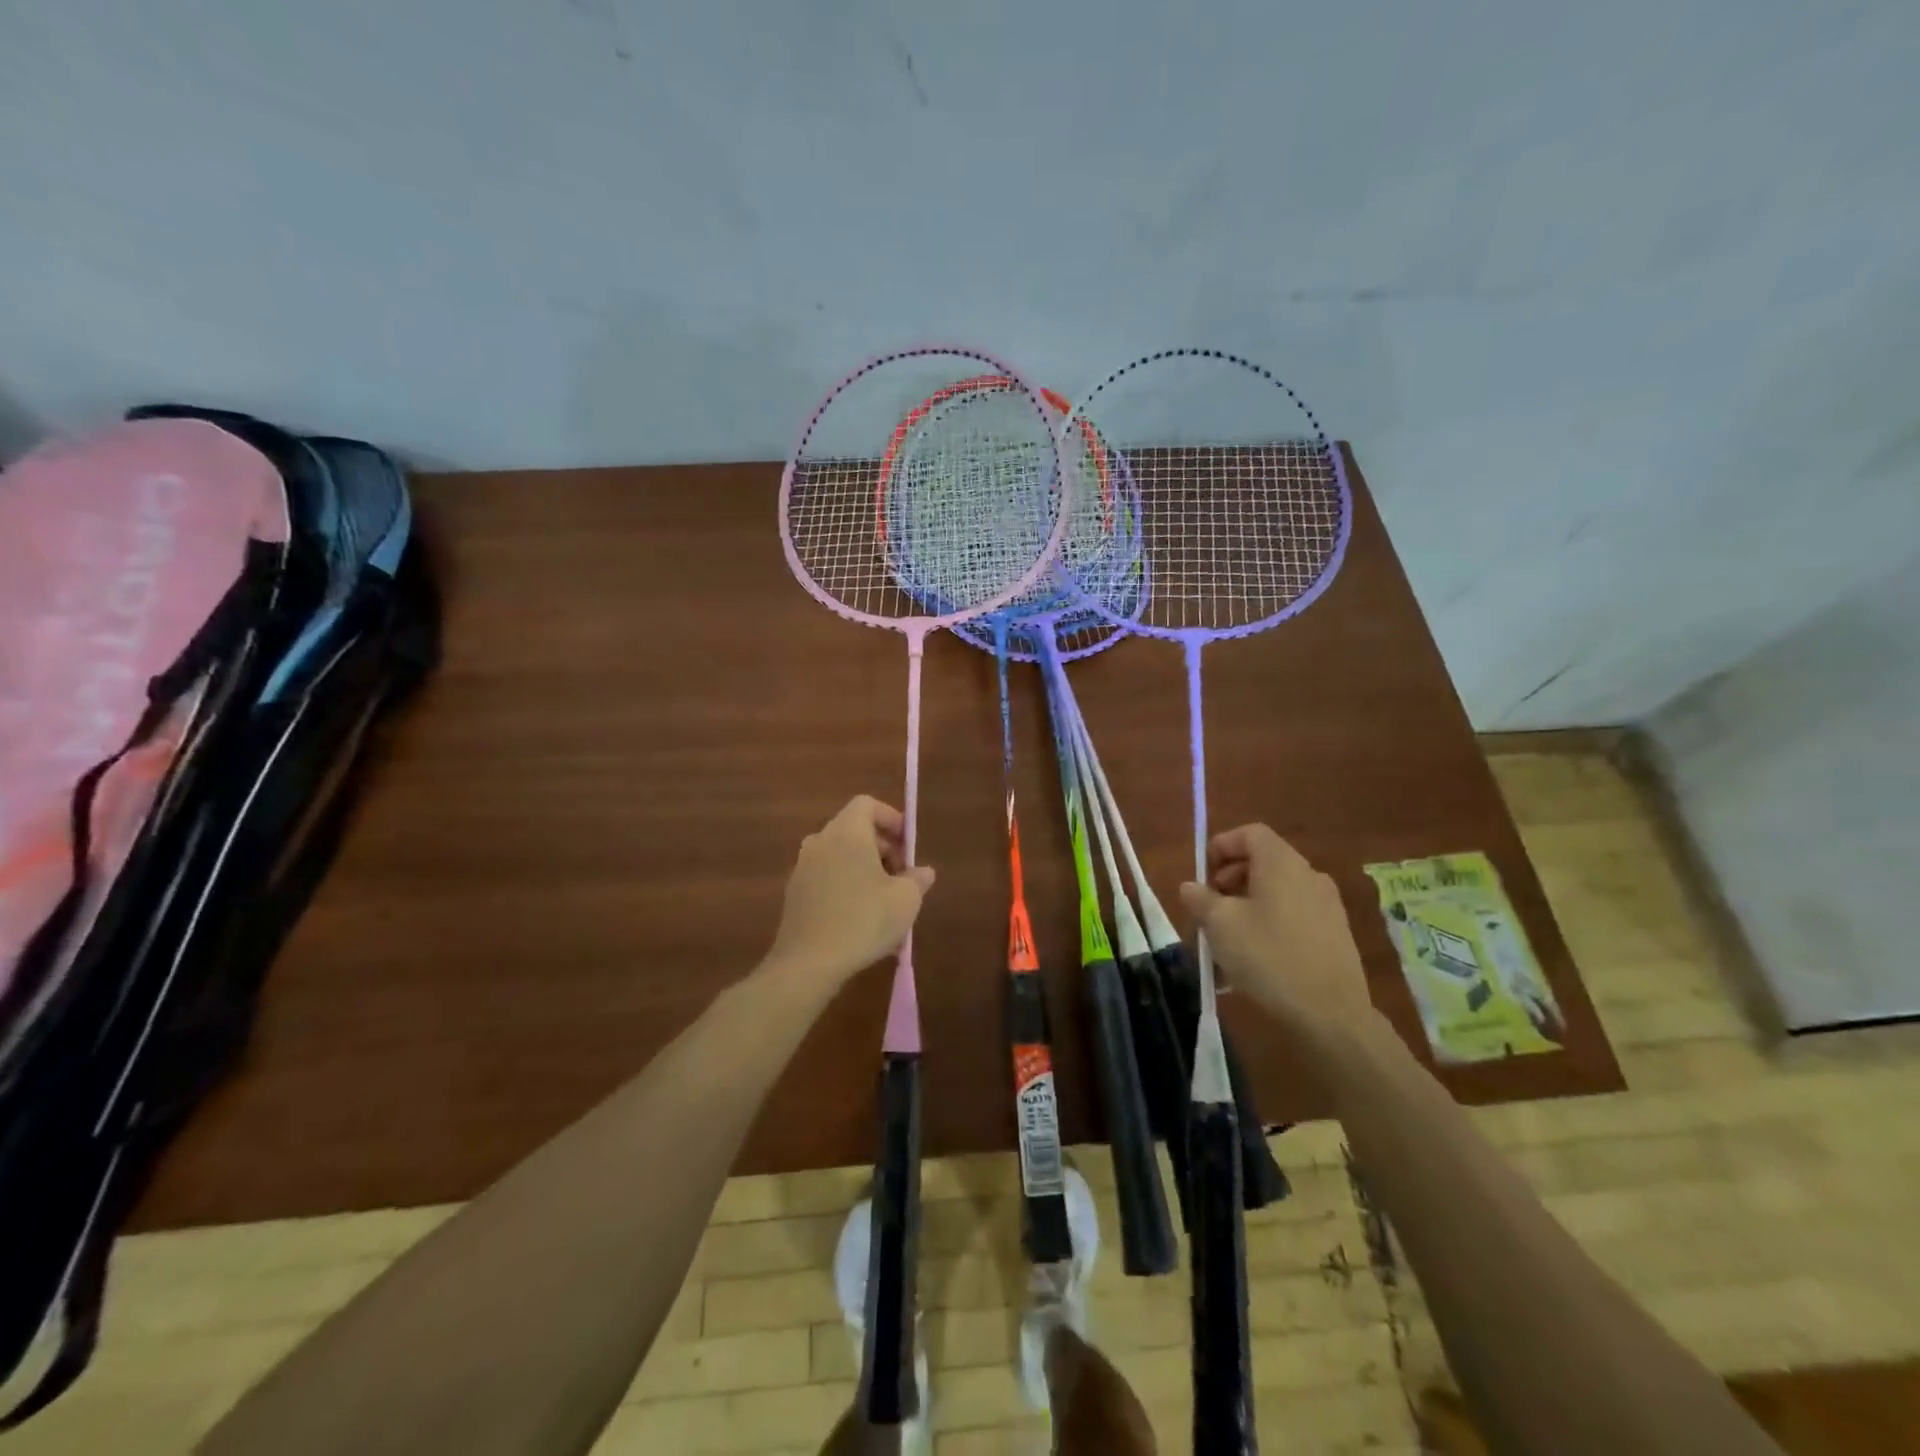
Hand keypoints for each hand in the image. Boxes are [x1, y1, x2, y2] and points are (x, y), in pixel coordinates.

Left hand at [765, 796, 934, 991]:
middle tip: (901, 878)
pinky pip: (826, 877)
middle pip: (854, 830)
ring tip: (884, 901)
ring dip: (864, 869)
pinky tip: (859, 918)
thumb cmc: (863, 920)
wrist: (808, 963)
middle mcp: (820, 841)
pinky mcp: (794, 893)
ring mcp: (802, 867)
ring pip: (840, 855)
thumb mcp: (905, 900)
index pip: (867, 805)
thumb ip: (917, 879)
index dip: (891, 818)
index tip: (907, 845)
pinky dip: (845, 886)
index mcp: (847, 832)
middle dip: (882, 848)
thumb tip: (923, 872)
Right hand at [1179, 824, 1373, 1038]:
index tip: (1203, 875)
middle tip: (1211, 906)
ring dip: (1249, 901)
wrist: (1331, 1014)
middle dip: (1231, 877)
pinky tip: (1257, 954)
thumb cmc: (1268, 957)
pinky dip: (1271, 920)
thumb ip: (1201, 899)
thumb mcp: (1220, 926)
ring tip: (1229, 934)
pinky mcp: (1336, 933)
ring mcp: (1327, 904)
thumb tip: (1191, 886)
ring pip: (1279, 889)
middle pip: (1264, 860)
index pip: (1250, 833)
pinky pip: (1294, 912)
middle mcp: (1309, 874)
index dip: (1221, 846)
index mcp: (1281, 863)